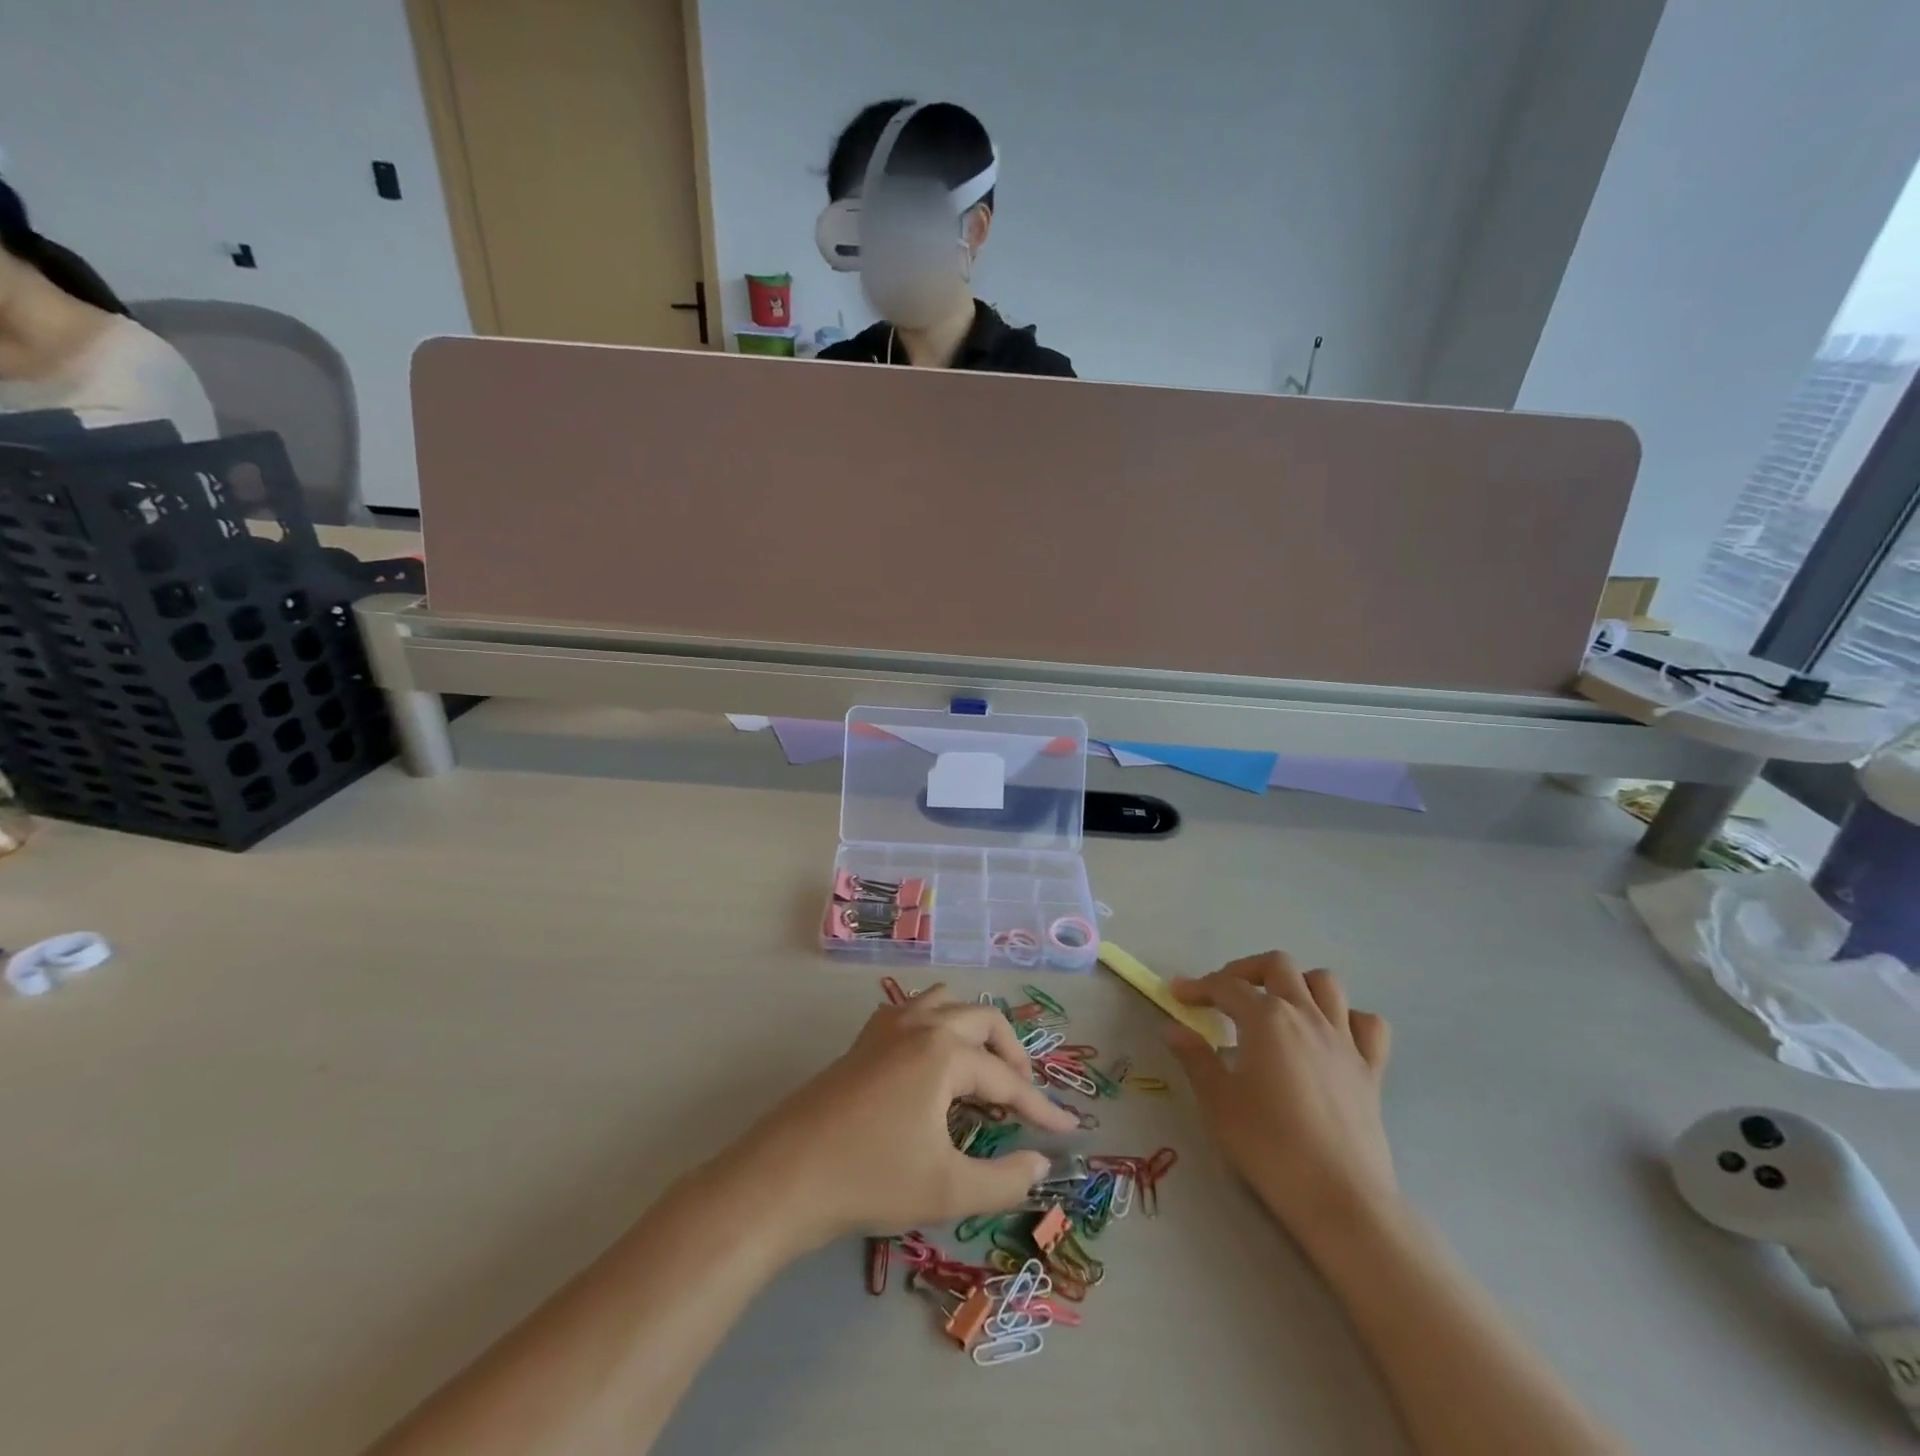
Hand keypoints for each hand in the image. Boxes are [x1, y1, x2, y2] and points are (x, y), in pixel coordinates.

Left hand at [725, 986, 1078, 1250]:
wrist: (784, 1178)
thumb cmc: (871, 1179)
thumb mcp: (947, 1189)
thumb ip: (1004, 1179)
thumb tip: (1040, 1162)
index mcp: (944, 1051)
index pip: (1007, 1078)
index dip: (1041, 1108)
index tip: (1068, 1132)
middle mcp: (920, 1024)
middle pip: (983, 1020)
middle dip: (1012, 1055)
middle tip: (1024, 1100)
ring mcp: (887, 1027)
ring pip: (946, 1004)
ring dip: (973, 1031)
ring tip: (982, 1074)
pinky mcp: (863, 1041)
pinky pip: (912, 1012)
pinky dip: (937, 1027)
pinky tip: (931, 1064)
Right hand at [1168, 952, 1396, 1248]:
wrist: (1340, 1198)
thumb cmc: (1269, 1146)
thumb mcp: (1218, 1102)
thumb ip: (1195, 1058)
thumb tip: (1173, 1028)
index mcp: (1266, 1018)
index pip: (1225, 986)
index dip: (1197, 986)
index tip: (1178, 996)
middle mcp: (1306, 1015)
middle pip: (1277, 966)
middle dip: (1246, 971)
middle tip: (1225, 995)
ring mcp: (1344, 1040)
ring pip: (1325, 983)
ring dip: (1297, 984)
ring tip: (1277, 1006)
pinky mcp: (1371, 1069)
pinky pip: (1367, 1024)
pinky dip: (1348, 1018)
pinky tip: (1329, 1035)